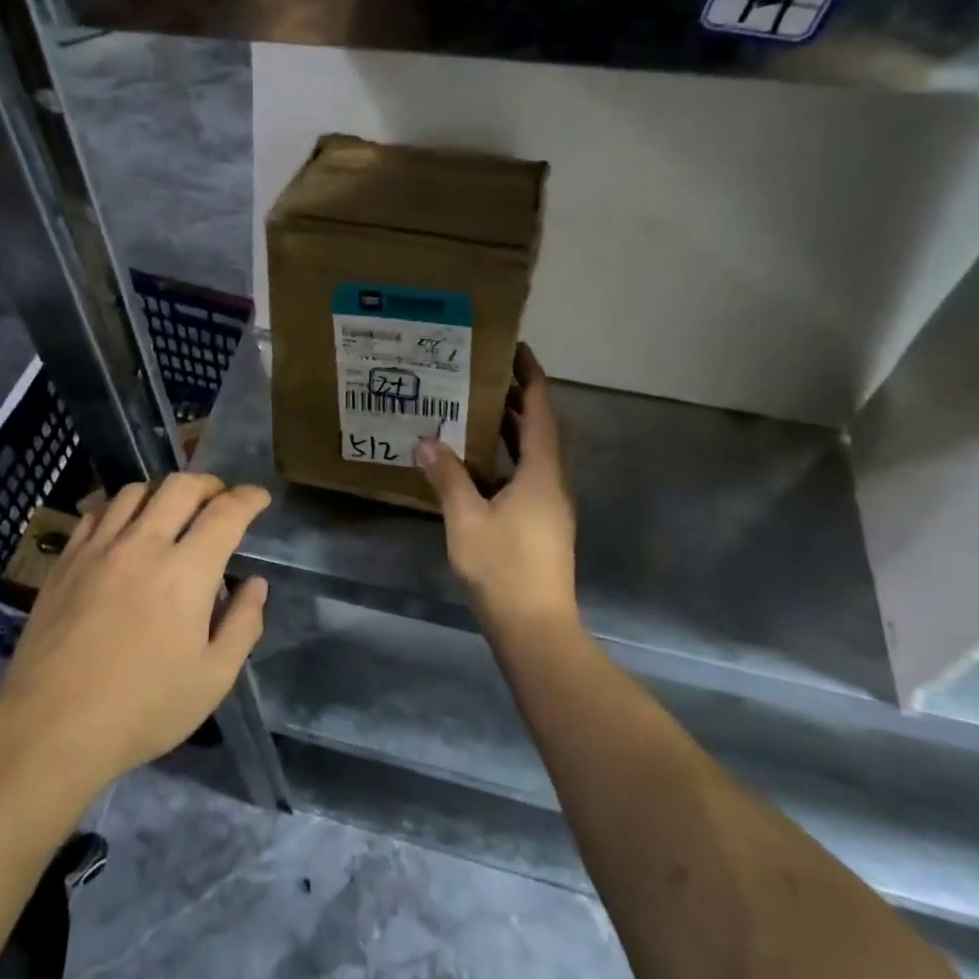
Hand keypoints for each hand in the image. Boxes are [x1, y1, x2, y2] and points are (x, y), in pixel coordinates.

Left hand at [0, 474, 269, 791]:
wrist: (51, 727)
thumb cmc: (143, 709)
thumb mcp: (213, 678)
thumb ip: (244, 624)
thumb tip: (255, 583)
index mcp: (187, 571)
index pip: (226, 513)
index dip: (249, 498)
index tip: (259, 498)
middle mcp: (143, 544)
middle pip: (181, 486)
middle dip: (209, 485)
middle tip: (219, 501)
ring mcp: (99, 548)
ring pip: (136, 491)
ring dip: (163, 494)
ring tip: (171, 513)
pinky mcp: (65, 561)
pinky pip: (96, 513)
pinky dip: (119, 509)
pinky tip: (123, 529)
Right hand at [416, 344, 577, 635]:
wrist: (535, 628)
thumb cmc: (503, 568)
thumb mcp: (466, 519)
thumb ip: (447, 476)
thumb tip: (427, 440)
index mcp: (540, 473)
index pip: (540, 412)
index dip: (531, 378)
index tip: (517, 350)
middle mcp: (552, 483)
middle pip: (541, 430)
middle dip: (519, 399)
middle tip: (486, 375)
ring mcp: (550, 506)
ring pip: (534, 455)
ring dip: (512, 430)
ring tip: (478, 409)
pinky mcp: (542, 525)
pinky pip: (526, 476)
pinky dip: (507, 458)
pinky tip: (479, 464)